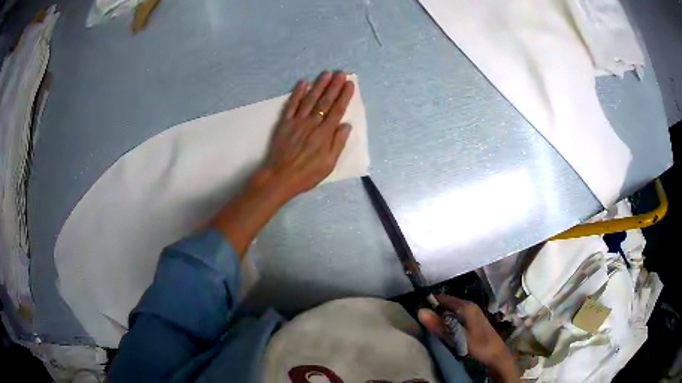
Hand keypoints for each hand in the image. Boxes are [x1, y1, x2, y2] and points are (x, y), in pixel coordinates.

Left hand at [255, 71, 354, 199]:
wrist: (280, 177)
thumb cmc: (307, 174)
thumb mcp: (329, 164)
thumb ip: (338, 143)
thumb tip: (346, 125)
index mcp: (325, 134)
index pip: (337, 110)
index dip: (344, 96)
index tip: (350, 84)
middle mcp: (312, 123)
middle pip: (325, 101)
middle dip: (334, 86)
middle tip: (341, 73)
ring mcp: (297, 121)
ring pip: (310, 99)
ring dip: (319, 85)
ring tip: (326, 73)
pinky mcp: (284, 123)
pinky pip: (291, 105)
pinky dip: (297, 93)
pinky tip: (303, 83)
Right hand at [418, 295, 519, 381]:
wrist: (496, 355)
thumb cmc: (478, 345)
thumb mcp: (457, 337)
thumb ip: (439, 325)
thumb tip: (420, 311)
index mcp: (466, 306)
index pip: (442, 298)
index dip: (429, 303)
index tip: (416, 312)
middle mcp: (469, 306)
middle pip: (446, 304)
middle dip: (434, 311)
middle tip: (421, 322)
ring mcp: (471, 313)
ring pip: (450, 311)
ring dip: (440, 318)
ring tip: (429, 328)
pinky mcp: (472, 321)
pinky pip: (455, 317)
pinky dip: (447, 322)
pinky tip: (443, 331)